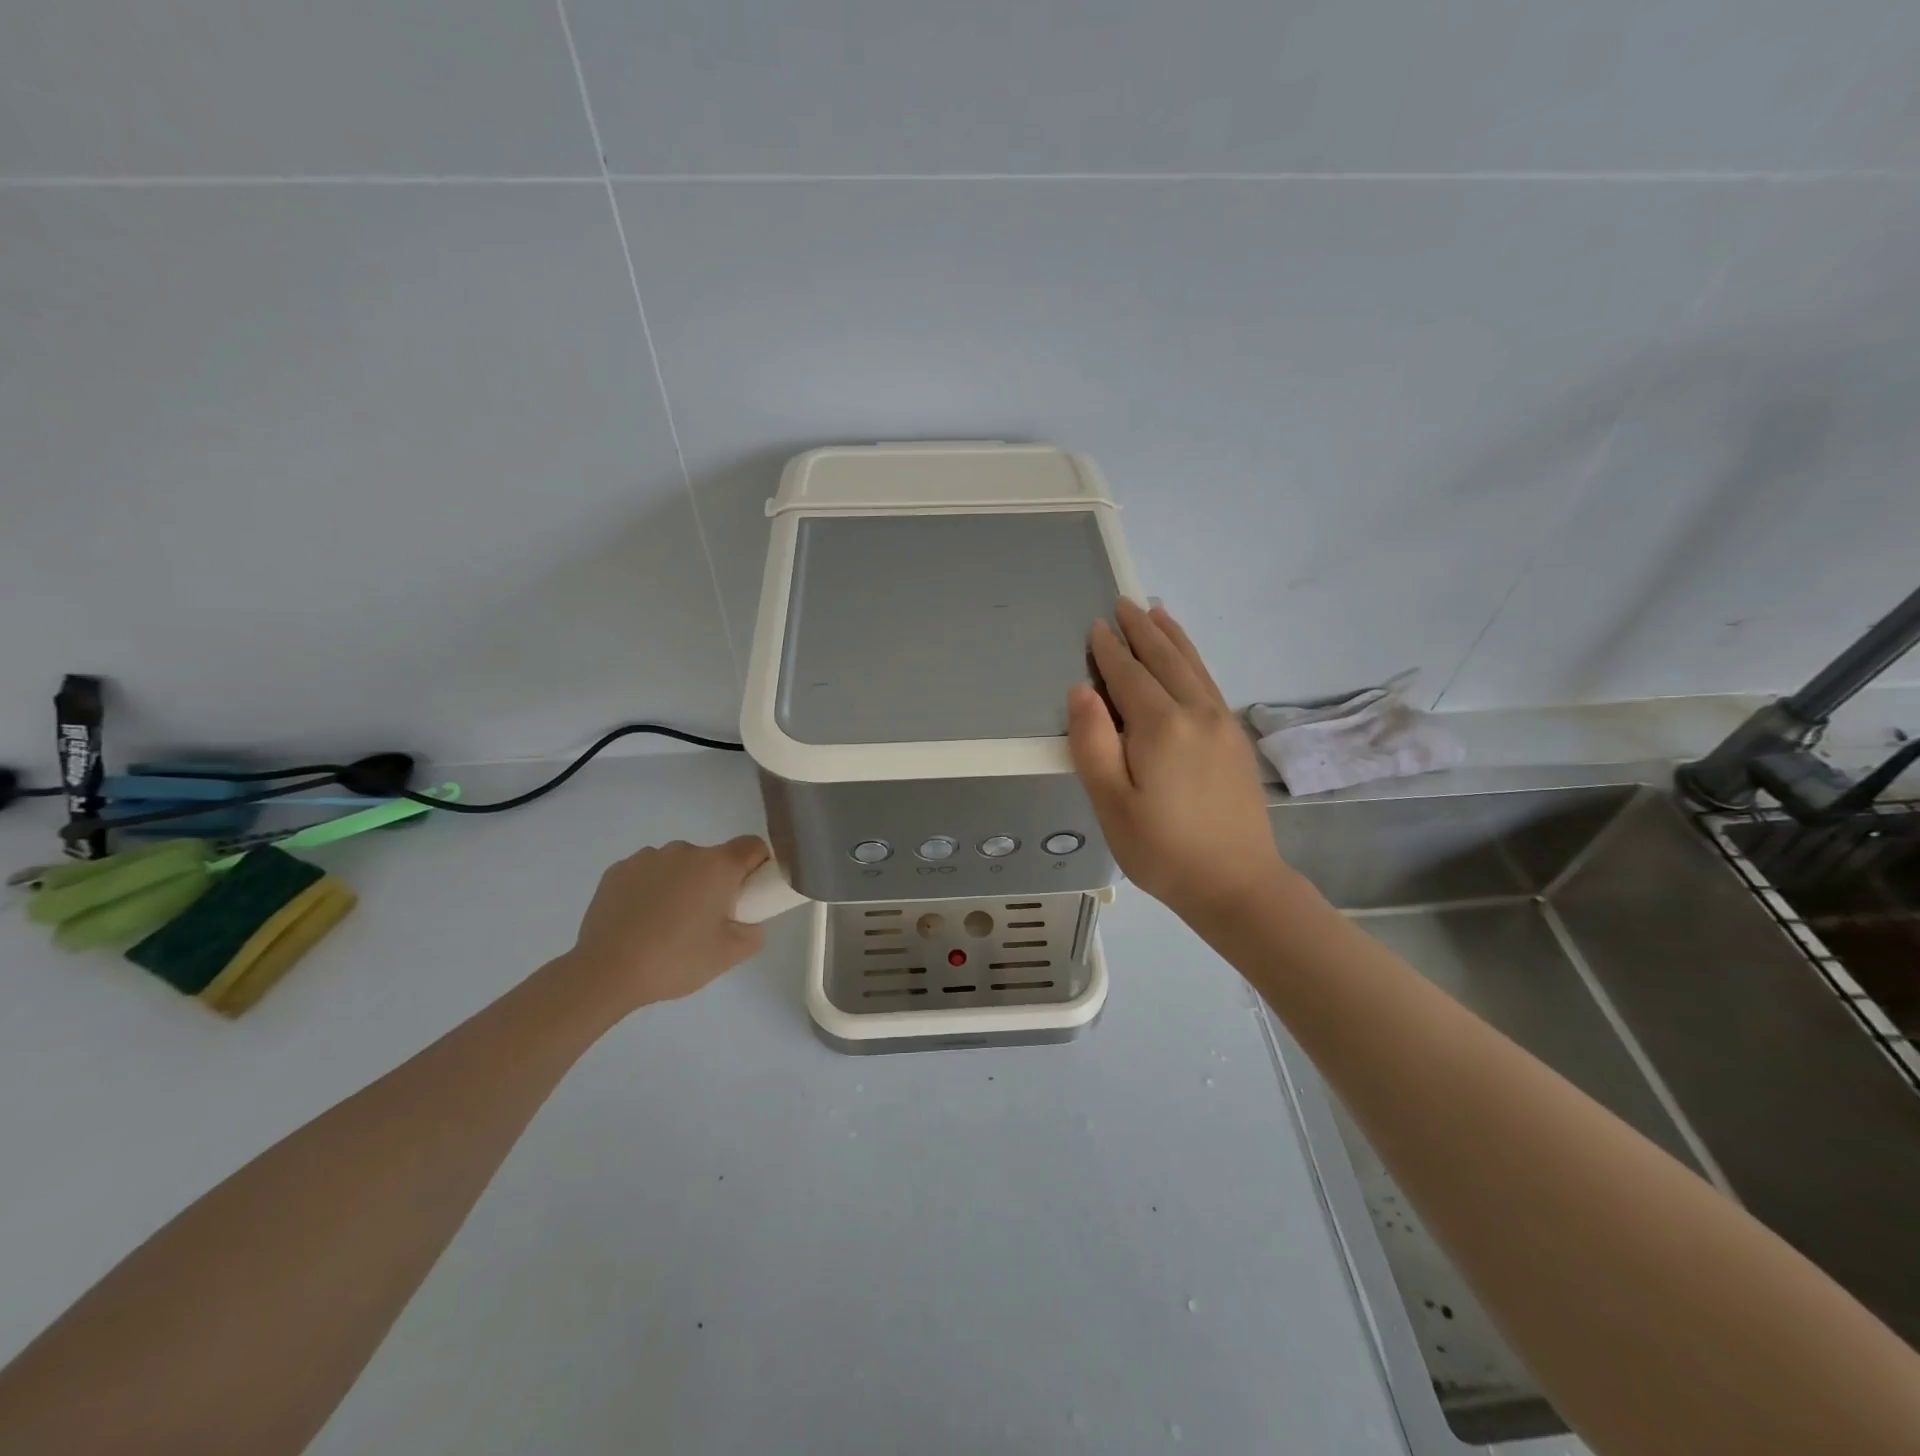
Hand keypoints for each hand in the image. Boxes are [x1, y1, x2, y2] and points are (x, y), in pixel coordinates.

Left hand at [559, 836, 770, 1014]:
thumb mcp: (730, 955)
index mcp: (717, 865)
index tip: (748, 894)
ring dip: (681, 884)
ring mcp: (647, 858)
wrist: (605, 972)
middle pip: (713, 859)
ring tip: (666, 924)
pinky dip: (650, 889)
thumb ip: (754, 932)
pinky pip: (646, 873)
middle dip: (715, 883)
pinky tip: (639, 921)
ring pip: (678, 865)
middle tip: (705, 922)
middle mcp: (684, 851)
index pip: (753, 846)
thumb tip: (747, 921)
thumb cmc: (676, 960)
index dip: (758, 866)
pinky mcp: (616, 870)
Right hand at [1067, 601, 1286, 922]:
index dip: (1109, 650)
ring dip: (1171, 637)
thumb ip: (1093, 743)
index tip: (1095, 626)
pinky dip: (1193, 659)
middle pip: (1164, 660)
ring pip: (1192, 666)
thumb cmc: (1163, 850)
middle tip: (1123, 604)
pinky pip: (1209, 682)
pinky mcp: (1236, 739)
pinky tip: (1187, 659)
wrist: (1237, 883)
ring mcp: (1222, 723)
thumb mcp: (1112, 804)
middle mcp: (1195, 713)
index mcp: (1160, 726)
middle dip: (1141, 631)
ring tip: (1156, 613)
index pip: (1128, 676)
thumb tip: (1081, 690)